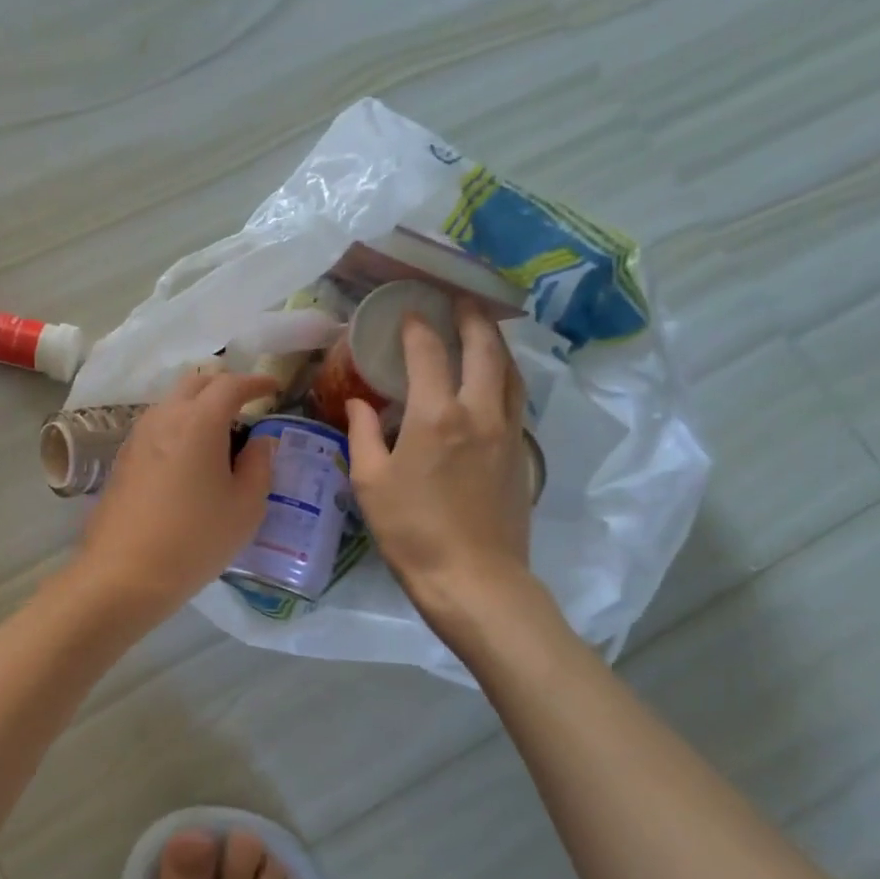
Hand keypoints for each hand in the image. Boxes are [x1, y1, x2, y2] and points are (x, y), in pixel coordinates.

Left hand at [72, 372, 278, 623]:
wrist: (124, 573)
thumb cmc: (195, 539)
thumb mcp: (245, 507)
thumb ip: (260, 465)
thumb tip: (260, 440)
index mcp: (199, 422)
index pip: (230, 384)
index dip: (255, 382)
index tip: (272, 389)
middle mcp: (164, 417)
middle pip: (195, 383)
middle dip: (224, 386)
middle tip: (246, 406)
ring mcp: (138, 436)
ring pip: (172, 403)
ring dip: (197, 406)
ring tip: (219, 434)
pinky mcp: (123, 459)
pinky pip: (156, 427)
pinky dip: (178, 427)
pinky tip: (188, 458)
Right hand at [346, 301, 538, 633]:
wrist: (474, 578)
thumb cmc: (411, 531)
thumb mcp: (370, 483)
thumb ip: (363, 434)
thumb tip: (358, 402)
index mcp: (436, 415)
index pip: (428, 353)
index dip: (417, 327)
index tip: (408, 312)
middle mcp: (479, 411)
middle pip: (484, 348)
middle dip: (471, 317)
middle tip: (459, 299)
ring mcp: (507, 431)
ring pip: (509, 370)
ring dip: (496, 342)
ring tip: (482, 329)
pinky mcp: (521, 453)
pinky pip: (515, 398)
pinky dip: (504, 375)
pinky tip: (493, 380)